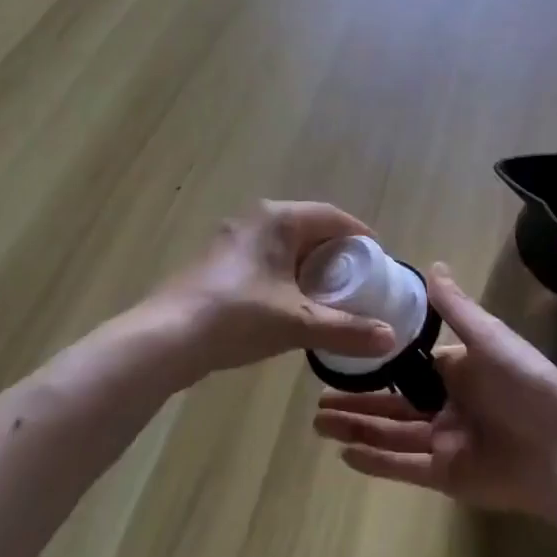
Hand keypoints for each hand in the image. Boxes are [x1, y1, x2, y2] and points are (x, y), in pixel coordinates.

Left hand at [150, 202, 398, 381]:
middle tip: (358, 281)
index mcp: (279, 219)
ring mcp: (231, 239)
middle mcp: (255, 219)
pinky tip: (289, 304)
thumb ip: (348, 330)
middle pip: (309, 228)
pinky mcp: (215, 263)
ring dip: (308, 265)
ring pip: (284, 245)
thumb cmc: (238, 317)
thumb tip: (392, 339)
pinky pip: (263, 259)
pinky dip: (284, 274)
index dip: (360, 237)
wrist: (164, 339)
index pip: (333, 217)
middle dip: (336, 253)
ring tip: (329, 295)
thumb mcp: (299, 324)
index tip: (379, 261)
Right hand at [312, 264, 556, 518]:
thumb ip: (456, 308)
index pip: (408, 366)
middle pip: (392, 403)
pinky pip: (404, 466)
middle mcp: (447, 404)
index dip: (377, 362)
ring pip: (391, 434)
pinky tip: (345, 454)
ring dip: (357, 429)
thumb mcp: (490, 338)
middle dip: (356, 401)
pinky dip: (376, 461)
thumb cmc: (526, 385)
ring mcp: (445, 441)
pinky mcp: (446, 476)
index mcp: (458, 370)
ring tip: (319, 423)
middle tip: (317, 399)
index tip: (343, 355)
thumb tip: (433, 265)